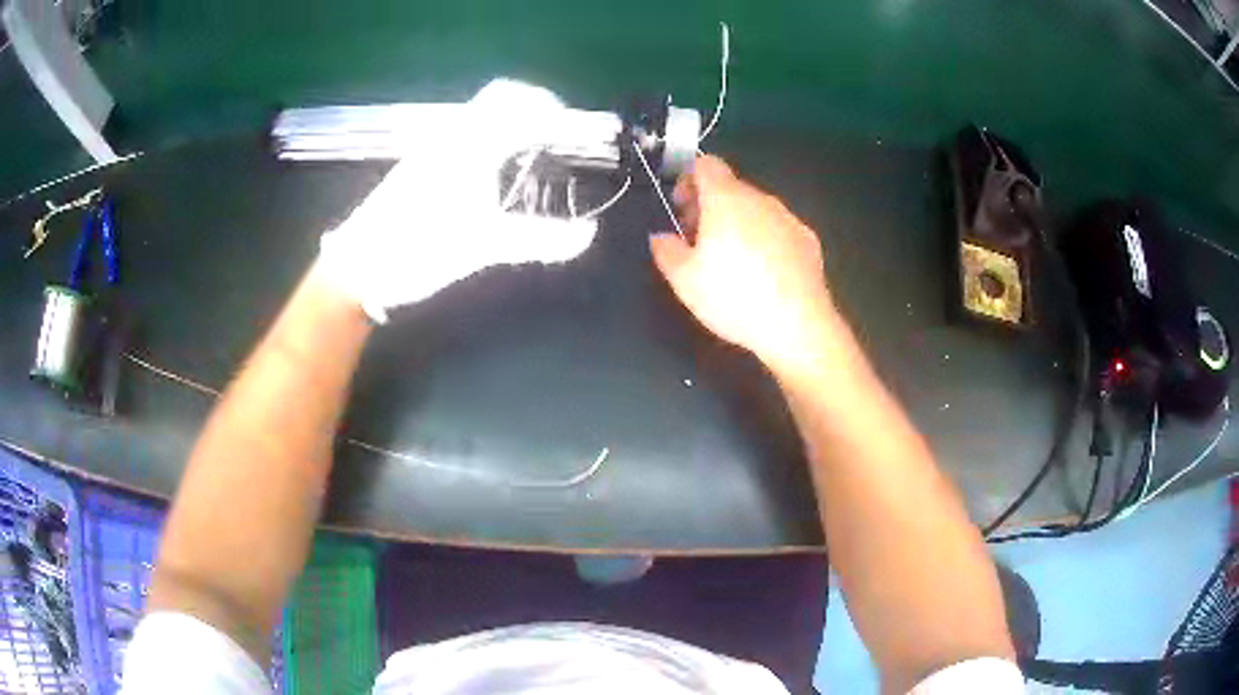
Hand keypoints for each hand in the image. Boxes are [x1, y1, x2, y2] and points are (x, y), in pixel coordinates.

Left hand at [316, 79, 598, 321]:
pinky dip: (496, 135)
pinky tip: (501, 167)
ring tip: (540, 148)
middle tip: (562, 132)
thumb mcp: (481, 246)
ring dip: (516, 119)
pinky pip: (468, 133)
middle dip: (537, 106)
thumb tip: (587, 235)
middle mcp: (452, 135)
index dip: (560, 116)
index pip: (523, 107)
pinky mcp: (423, 164)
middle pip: (501, 97)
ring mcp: (434, 148)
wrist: (357, 267)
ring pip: (483, 114)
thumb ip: (537, 239)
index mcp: (470, 144)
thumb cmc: (417, 249)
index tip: (586, 133)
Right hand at [650, 156, 837, 372]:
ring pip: (755, 208)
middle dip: (710, 206)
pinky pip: (778, 228)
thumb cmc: (733, 296)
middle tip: (699, 240)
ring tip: (731, 260)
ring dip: (738, 222)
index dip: (688, 180)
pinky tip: (763, 272)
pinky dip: (765, 239)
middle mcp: (759, 199)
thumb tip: (661, 238)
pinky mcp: (807, 239)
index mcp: (725, 199)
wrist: (796, 324)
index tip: (682, 208)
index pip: (706, 164)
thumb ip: (666, 251)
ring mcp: (788, 217)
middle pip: (730, 187)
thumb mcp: (684, 280)